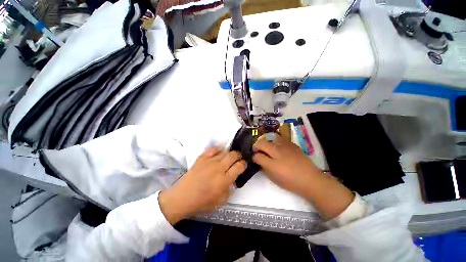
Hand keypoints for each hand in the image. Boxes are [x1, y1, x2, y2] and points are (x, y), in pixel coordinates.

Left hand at [159, 148, 245, 223]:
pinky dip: (218, 150)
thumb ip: (229, 189)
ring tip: (228, 158)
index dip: (243, 164)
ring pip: (224, 152)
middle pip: (233, 155)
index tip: (243, 165)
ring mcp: (209, 161)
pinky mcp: (201, 158)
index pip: (239, 166)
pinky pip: (213, 150)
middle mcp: (218, 168)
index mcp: (224, 180)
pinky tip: (218, 154)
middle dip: (238, 156)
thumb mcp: (220, 201)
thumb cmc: (201, 202)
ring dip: (229, 154)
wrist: (182, 197)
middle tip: (237, 159)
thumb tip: (233, 179)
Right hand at [252, 134, 320, 196]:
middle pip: (262, 143)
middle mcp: (277, 152)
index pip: (257, 156)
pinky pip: (280, 139)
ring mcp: (285, 146)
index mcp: (272, 163)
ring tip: (268, 147)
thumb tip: (259, 161)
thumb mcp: (274, 178)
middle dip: (257, 146)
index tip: (255, 159)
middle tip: (258, 151)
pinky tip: (278, 147)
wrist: (310, 179)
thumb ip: (264, 168)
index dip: (254, 157)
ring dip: (266, 142)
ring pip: (270, 138)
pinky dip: (276, 142)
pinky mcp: (292, 144)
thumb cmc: (290, 182)